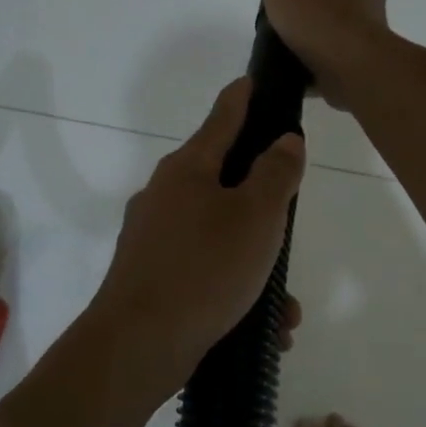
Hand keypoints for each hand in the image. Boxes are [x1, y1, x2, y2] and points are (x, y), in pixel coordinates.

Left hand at [93, 78, 305, 382]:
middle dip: (260, 200)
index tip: (251, 81)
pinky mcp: (151, 278)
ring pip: (217, 236)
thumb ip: (276, 173)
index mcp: (187, 169)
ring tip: (285, 305)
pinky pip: (204, 272)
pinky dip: (234, 291)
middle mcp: (164, 196)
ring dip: (255, 263)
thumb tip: (285, 141)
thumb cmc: (205, 268)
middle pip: (221, 180)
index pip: (222, 118)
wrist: (137, 345)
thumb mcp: (256, 216)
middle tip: (288, 214)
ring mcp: (153, 238)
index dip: (241, 98)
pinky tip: (263, 328)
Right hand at [263, 0, 392, 110]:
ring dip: (321, 21)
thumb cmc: (315, 12)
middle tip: (286, 4)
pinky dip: (326, 49)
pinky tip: (307, 60)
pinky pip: (341, 43)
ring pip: (338, 12)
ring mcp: (369, 17)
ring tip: (293, 38)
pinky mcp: (368, 48)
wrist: (353, 63)